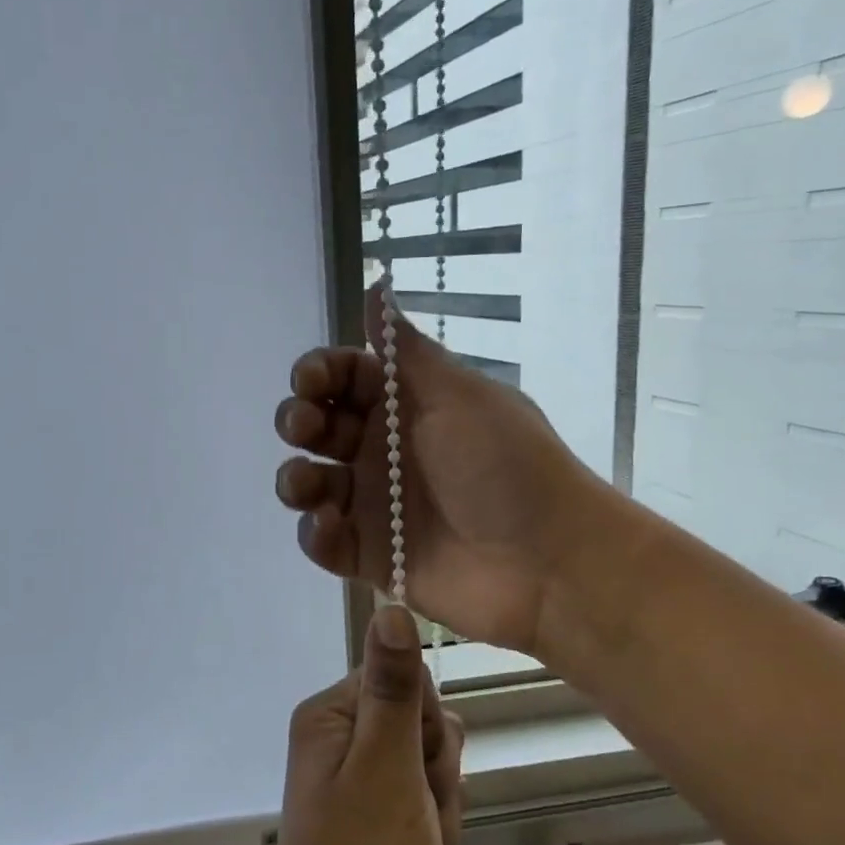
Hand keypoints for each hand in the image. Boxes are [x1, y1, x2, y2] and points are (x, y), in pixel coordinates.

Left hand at [257, 605, 464, 844]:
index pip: (403, 679)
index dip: (425, 725)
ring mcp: (359, 779)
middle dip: (436, 770)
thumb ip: (394, 688)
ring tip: (419, 843)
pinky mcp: (377, 815)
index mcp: (331, 716)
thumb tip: (390, 604)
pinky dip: (435, 827)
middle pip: (421, 722)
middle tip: (416, 813)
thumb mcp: (386, 768)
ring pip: (431, 763)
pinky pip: (425, 799)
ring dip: (440, 803)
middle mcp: (340, 738)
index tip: (419, 766)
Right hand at [274, 288, 597, 653]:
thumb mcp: (459, 395)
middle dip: (299, 420)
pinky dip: (315, 534)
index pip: (345, 378)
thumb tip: (377, 283)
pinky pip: (326, 542)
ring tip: (308, 485)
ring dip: (296, 479)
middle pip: (319, 427)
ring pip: (312, 484)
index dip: (319, 373)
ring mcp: (376, 505)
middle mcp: (384, 451)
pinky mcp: (373, 556)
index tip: (309, 381)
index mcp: (407, 405)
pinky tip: (329, 525)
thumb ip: (406, 349)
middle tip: (305, 426)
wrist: (548, 561)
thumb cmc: (505, 465)